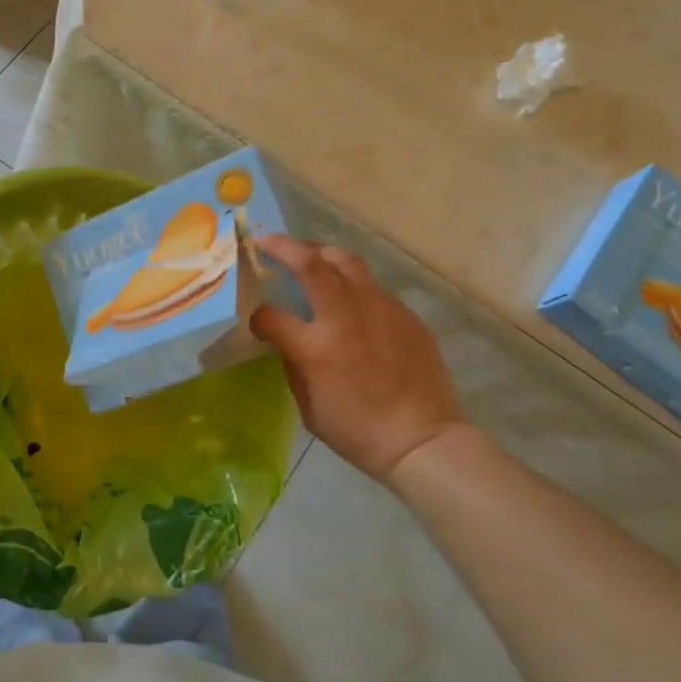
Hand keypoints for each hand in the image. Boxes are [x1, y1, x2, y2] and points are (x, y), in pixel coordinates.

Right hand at [250, 237, 464, 483]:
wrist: (423, 439)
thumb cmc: (359, 432)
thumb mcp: (309, 408)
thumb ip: (294, 366)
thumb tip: (288, 341)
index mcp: (315, 346)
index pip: (271, 314)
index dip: (257, 315)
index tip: (258, 321)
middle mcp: (345, 316)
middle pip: (310, 262)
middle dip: (283, 247)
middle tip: (267, 242)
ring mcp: (379, 308)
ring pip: (345, 261)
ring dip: (320, 253)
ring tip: (309, 255)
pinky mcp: (404, 313)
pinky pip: (372, 287)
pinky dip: (352, 284)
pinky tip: (350, 299)